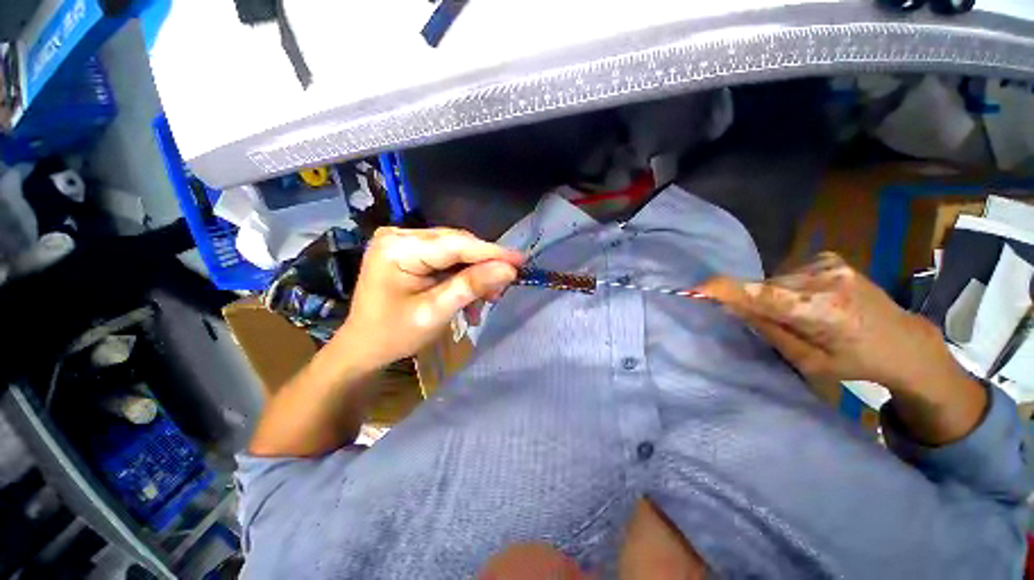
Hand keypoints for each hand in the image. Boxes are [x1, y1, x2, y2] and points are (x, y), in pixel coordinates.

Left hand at [334, 227, 522, 369]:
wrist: (364, 345)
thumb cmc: (394, 334)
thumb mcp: (435, 312)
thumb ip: (471, 287)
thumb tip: (508, 270)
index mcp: (398, 248)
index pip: (456, 244)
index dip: (492, 252)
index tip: (521, 260)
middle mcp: (400, 235)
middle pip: (456, 245)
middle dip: (483, 267)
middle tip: (502, 290)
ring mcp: (403, 241)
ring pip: (455, 251)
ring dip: (474, 275)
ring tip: (485, 300)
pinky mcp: (409, 250)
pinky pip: (446, 258)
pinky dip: (461, 277)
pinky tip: (468, 297)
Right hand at [695, 253, 953, 391]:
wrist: (905, 340)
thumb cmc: (859, 362)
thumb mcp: (810, 361)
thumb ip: (770, 331)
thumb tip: (732, 308)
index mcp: (824, 311)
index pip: (764, 296)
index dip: (728, 291)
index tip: (694, 289)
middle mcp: (825, 279)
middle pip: (765, 288)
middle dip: (756, 303)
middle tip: (779, 325)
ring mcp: (830, 264)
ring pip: (774, 281)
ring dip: (773, 297)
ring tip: (802, 316)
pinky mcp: (830, 257)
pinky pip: (787, 274)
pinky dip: (787, 288)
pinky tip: (810, 300)